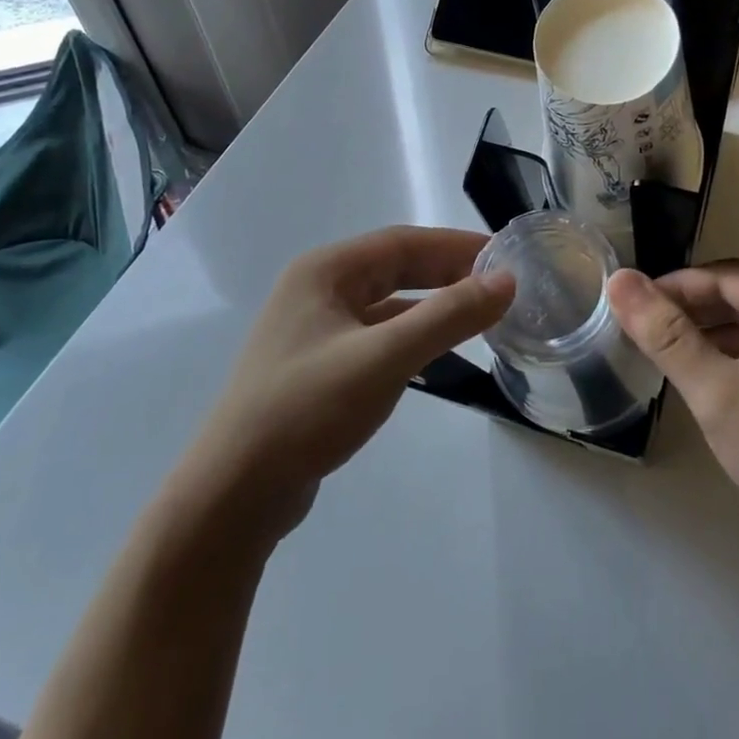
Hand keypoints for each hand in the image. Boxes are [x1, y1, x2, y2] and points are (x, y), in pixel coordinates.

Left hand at [185, 226, 513, 538]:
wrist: (232, 496)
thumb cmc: (306, 411)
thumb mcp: (385, 358)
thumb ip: (448, 316)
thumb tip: (506, 281)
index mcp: (324, 271)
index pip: (404, 242)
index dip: (457, 245)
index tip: (505, 256)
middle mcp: (317, 289)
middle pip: (395, 267)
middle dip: (447, 272)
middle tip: (500, 284)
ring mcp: (314, 328)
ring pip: (388, 302)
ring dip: (432, 303)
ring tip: (480, 312)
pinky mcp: (318, 364)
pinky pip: (377, 333)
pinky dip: (412, 333)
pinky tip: (438, 349)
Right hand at [607, 263, 738, 551]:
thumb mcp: (716, 391)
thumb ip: (666, 335)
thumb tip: (619, 279)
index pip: (720, 277)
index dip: (670, 289)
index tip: (628, 308)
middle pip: (738, 295)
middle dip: (689, 310)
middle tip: (641, 332)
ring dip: (709, 333)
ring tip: (663, 353)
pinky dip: (734, 355)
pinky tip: (705, 377)